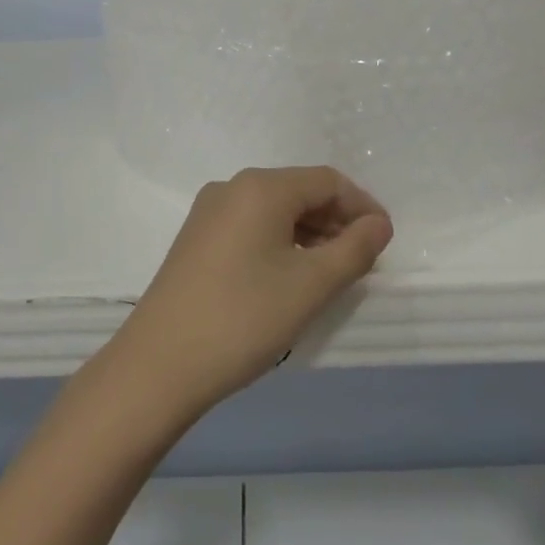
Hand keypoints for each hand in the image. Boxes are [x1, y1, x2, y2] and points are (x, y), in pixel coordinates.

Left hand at [110, 167, 393, 417]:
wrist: (159, 364)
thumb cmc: (243, 317)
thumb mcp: (311, 285)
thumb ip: (354, 249)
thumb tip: (378, 224)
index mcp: (261, 187)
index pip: (327, 181)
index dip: (362, 206)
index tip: (384, 241)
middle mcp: (232, 188)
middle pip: (299, 191)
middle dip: (336, 220)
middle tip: (363, 260)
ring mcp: (209, 212)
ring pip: (274, 210)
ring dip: (310, 233)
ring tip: (332, 272)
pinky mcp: (197, 239)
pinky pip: (251, 226)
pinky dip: (281, 242)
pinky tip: (291, 276)